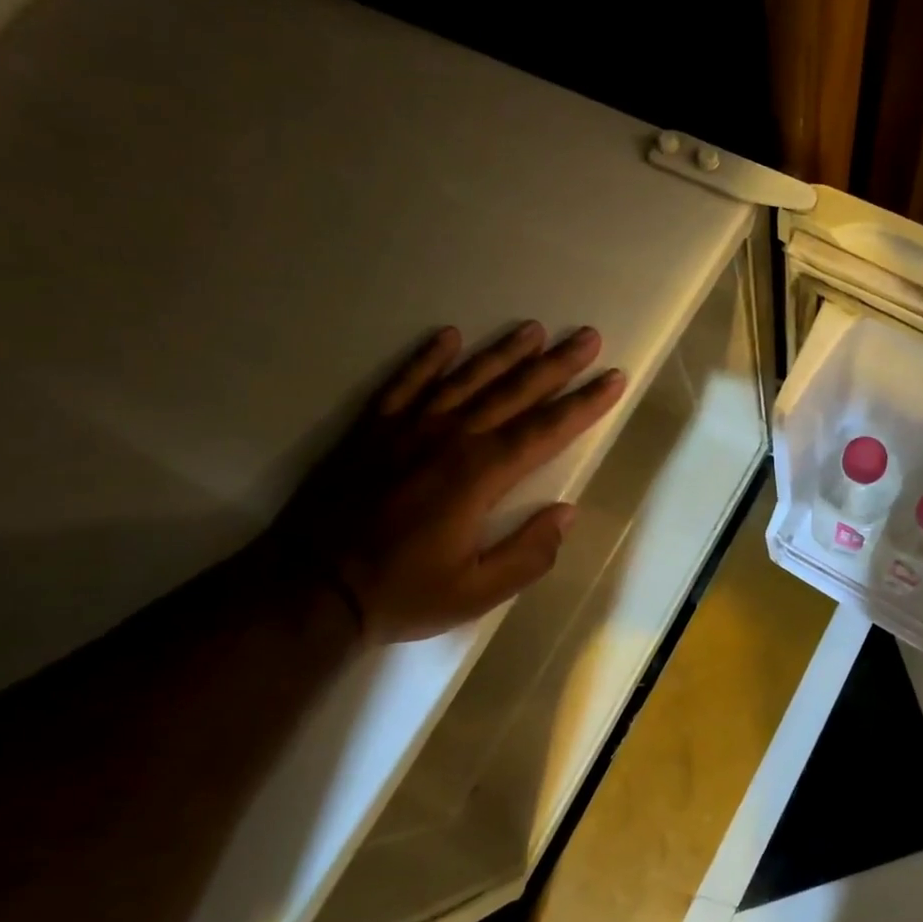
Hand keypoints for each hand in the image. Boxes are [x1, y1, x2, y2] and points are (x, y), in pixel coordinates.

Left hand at [267, 321, 625, 642]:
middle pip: (514, 392)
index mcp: (480, 475)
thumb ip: (528, 553)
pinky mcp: (372, 430)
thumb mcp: (477, 591)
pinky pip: (404, 382)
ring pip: (466, 378)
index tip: (614, 378)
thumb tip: (566, 513)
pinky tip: (448, 337)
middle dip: (557, 364)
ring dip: (503, 352)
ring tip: (534, 329)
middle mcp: (450, 438)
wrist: (308, 589)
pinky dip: (427, 358)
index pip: (546, 430)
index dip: (585, 404)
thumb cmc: (402, 592)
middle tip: (588, 336)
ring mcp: (407, 428)